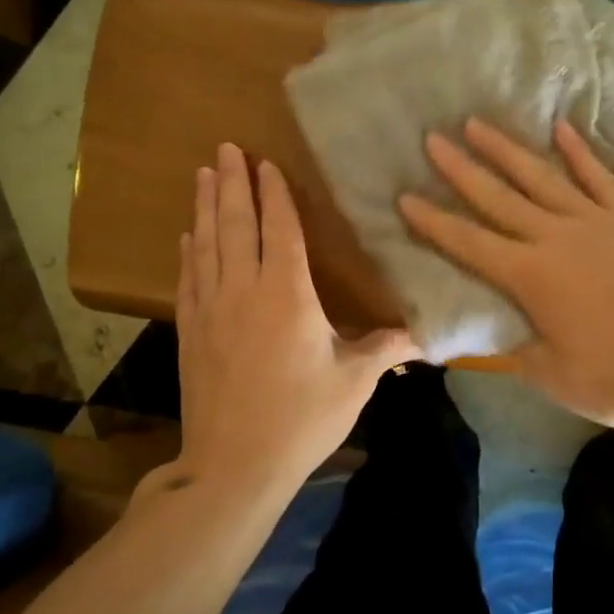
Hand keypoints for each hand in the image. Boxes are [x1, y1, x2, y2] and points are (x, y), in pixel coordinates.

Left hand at [176, 143, 418, 487]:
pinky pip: (188, 279)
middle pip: (235, 224)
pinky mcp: (191, 333)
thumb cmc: (302, 418)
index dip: (274, 194)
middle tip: (225, 148)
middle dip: (230, 183)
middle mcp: (244, 290)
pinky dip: (188, 252)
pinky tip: (187, 238)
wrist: (234, 465)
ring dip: (204, 207)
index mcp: (287, 294)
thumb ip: (386, 349)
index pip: (279, 229)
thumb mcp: (354, 382)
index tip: (266, 163)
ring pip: (205, 245)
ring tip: (201, 175)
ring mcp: (210, 310)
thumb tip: (426, 335)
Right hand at [398, 118, 613, 429]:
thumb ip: (520, 350)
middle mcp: (556, 238)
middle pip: (498, 198)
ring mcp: (597, 222)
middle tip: (433, 139)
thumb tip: (500, 336)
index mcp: (531, 278)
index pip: (469, 243)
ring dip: (507, 150)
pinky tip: (560, 130)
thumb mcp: (555, 377)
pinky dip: (578, 153)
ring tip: (479, 123)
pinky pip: (599, 177)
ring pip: (542, 177)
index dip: (433, 222)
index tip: (405, 197)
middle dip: (461, 169)